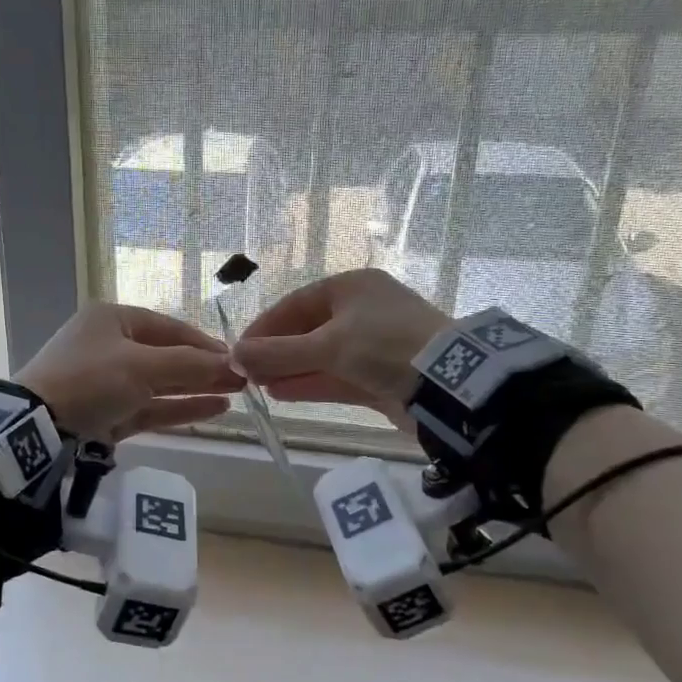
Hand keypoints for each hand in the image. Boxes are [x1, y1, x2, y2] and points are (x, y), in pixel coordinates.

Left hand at [18, 303, 243, 442]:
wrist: (36, 425)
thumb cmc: (90, 379)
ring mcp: (107, 382)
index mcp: (112, 320)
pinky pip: (149, 407)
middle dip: (204, 367)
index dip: (204, 343)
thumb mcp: (142, 366)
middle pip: (166, 355)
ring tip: (235, 394)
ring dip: (195, 388)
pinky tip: (213, 409)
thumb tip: (234, 364)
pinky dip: (179, 408)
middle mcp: (110, 346)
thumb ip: (190, 365)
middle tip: (243, 379)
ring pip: (160, 383)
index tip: (236, 358)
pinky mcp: (107, 414)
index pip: (168, 327)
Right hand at [233, 269, 449, 424]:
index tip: (239, 348)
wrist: (448, 382)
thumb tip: (233, 354)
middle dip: (276, 352)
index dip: (265, 326)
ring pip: (321, 356)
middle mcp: (362, 311)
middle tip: (246, 372)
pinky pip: (336, 376)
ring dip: (290, 370)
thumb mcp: (327, 345)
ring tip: (259, 385)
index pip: (296, 304)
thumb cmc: (383, 346)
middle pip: (308, 330)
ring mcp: (373, 345)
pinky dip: (310, 383)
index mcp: (352, 287)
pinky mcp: (380, 375)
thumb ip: (278, 352)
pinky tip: (282, 393)